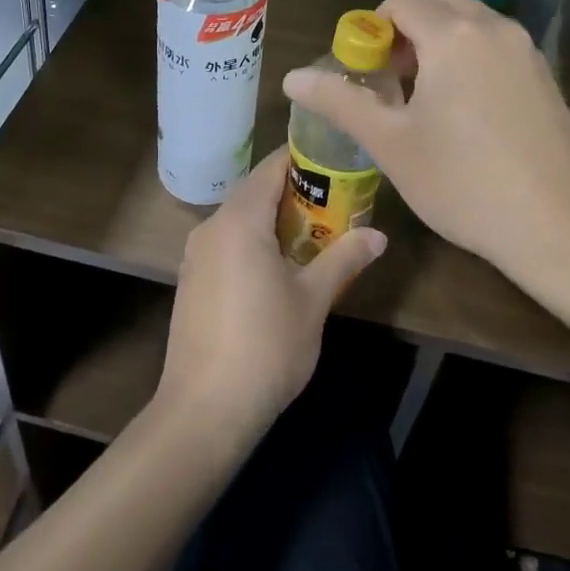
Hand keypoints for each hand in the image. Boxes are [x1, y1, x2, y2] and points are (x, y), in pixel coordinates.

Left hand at [156, 147, 385, 441]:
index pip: (271, 168)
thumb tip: (378, 235)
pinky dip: (254, 242)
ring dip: (274, 220)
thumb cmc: (266, 346)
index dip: (303, 160)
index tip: (336, 162)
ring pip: (239, 220)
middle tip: (336, 202)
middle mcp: (211, 227)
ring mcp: (195, 256)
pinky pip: (227, 244)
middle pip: (255, 192)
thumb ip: (344, 259)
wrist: (204, 410)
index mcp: (239, 220)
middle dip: (294, 193)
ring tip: (315, 234)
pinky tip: (279, 268)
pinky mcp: (191, 281)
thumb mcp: (314, 300)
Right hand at [282, 0, 569, 281]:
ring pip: (473, 21)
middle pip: (440, 0)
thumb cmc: (463, 182)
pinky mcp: (545, 76)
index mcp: (453, 36)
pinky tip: (469, 112)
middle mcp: (493, 28)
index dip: (374, 28)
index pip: (402, 1)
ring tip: (429, 98)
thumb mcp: (390, 143)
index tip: (368, 70)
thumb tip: (292, 77)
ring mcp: (526, 50)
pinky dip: (473, 56)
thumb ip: (340, 101)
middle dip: (410, 27)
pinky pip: (497, 45)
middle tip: (397, 78)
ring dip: (443, 40)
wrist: (557, 225)